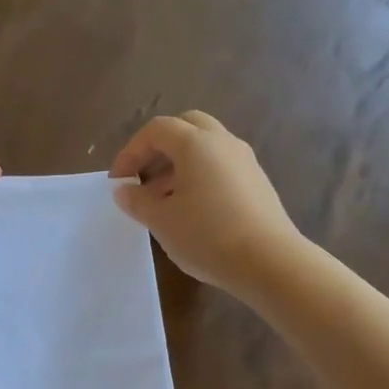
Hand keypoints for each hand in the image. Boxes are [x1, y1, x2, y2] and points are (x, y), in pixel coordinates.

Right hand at [109, 111, 303, 297]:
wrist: (270, 262)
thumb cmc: (207, 236)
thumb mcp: (161, 221)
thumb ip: (137, 201)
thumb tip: (124, 190)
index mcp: (196, 144)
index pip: (156, 130)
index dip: (131, 151)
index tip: (119, 181)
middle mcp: (223, 142)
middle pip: (186, 127)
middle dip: (159, 148)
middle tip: (144, 177)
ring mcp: (245, 161)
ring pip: (206, 147)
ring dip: (179, 164)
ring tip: (163, 199)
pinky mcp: (257, 182)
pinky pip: (221, 166)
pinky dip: (200, 176)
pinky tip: (192, 209)